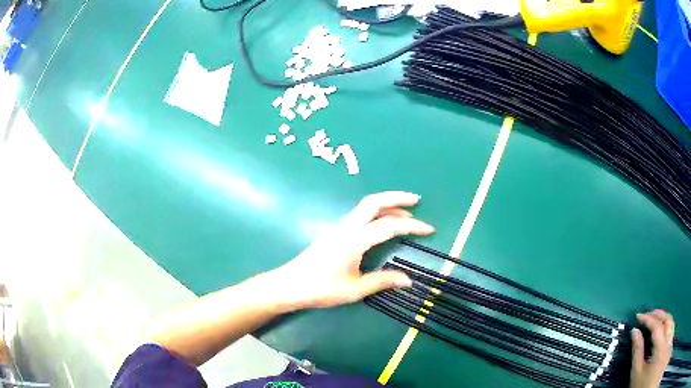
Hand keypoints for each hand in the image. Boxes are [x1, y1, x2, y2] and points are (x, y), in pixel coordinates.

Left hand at [271, 191, 433, 309]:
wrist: (289, 285)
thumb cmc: (321, 289)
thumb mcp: (354, 289)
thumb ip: (382, 281)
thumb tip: (408, 280)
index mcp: (354, 240)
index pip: (389, 226)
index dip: (411, 225)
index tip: (429, 229)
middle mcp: (347, 228)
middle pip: (374, 202)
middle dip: (397, 198)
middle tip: (416, 200)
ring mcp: (340, 228)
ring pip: (366, 207)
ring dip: (387, 205)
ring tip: (406, 212)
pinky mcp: (336, 233)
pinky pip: (360, 215)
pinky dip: (377, 213)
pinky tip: (383, 224)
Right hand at [630, 310, 674, 387]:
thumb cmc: (640, 385)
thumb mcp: (637, 373)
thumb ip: (637, 352)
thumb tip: (635, 332)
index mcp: (661, 346)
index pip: (657, 325)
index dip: (648, 319)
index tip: (639, 316)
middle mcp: (668, 337)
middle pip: (667, 319)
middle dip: (658, 315)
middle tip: (648, 314)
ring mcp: (670, 337)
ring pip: (671, 321)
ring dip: (664, 318)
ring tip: (656, 319)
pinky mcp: (669, 339)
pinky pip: (672, 326)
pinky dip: (669, 324)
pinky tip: (665, 327)